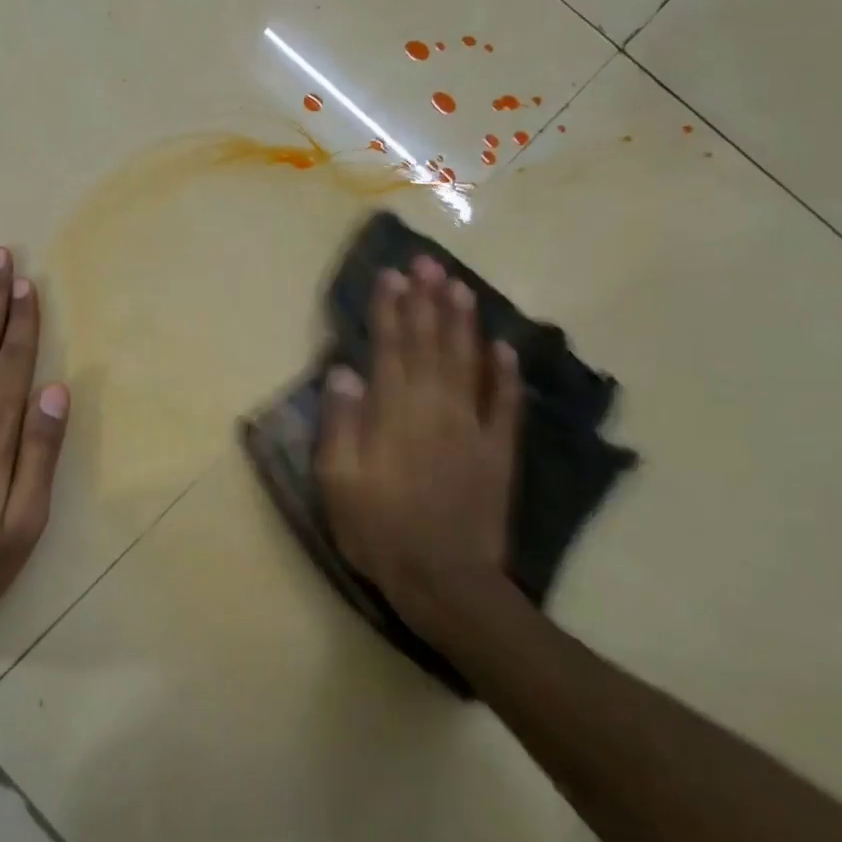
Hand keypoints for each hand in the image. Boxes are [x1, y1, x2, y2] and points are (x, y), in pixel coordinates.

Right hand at [314, 255, 522, 641]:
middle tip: (428, 262)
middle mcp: (434, 408)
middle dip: (427, 301)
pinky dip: (504, 373)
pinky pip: (503, 403)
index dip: (389, 309)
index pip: (390, 348)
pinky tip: (503, 347)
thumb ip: (341, 422)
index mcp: (393, 414)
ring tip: (460, 286)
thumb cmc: (378, 530)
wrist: (444, 579)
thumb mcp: (338, 480)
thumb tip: (344, 370)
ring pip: (467, 363)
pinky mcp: (498, 451)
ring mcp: (471, 427)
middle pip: (430, 344)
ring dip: (463, 322)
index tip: (390, 275)